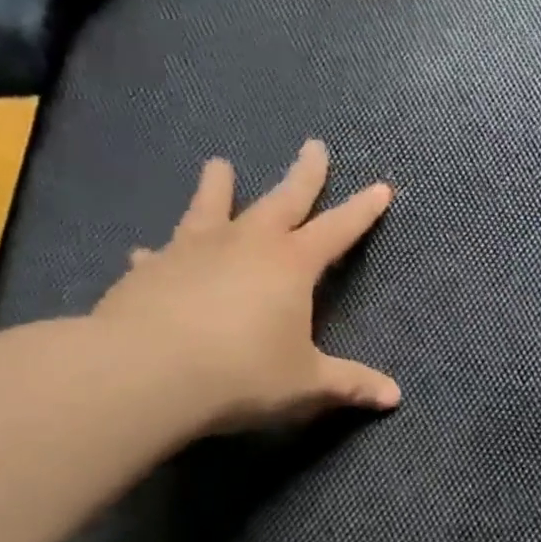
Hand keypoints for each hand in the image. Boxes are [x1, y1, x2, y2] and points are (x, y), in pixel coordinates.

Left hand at [93, 141, 399, 434]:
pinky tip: (145, 250)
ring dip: (219, 186)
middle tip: (313, 145)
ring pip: (213, 208)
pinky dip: (160, 251)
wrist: (146, 373)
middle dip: (303, 175)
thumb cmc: (242, 374)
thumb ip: (349, 384)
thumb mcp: (306, 384)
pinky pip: (161, 253)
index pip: (337, 229)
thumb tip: (395, 396)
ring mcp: (194, 250)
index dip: (362, 211)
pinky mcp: (151, 269)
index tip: (381, 187)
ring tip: (218, 164)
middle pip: (282, 200)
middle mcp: (247, 244)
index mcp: (291, 265)